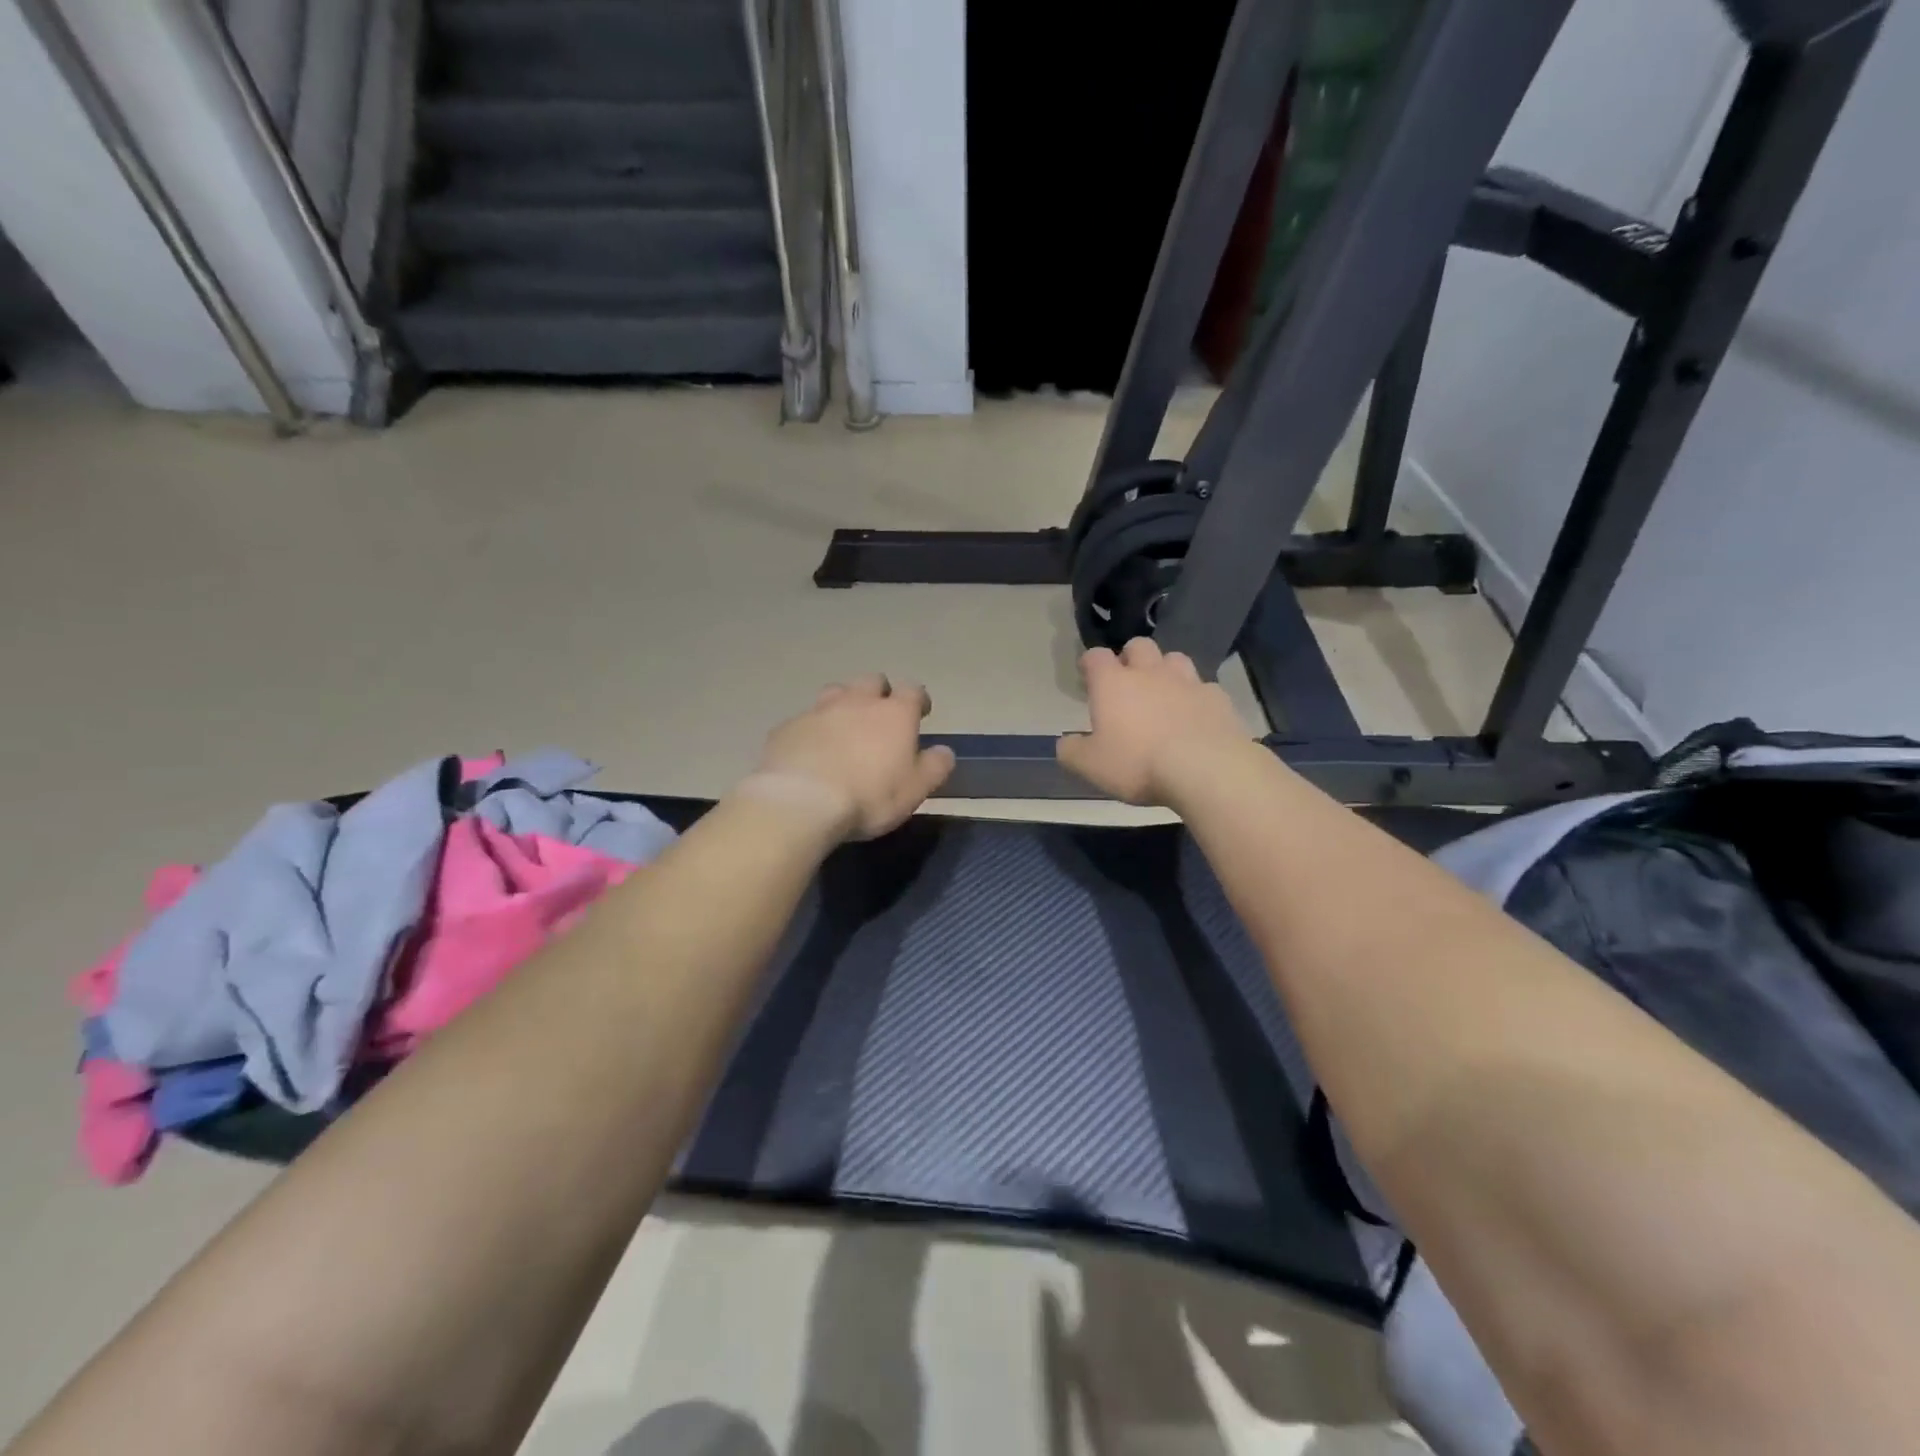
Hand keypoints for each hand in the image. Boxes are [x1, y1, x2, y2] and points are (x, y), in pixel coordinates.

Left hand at [750, 674, 956, 840]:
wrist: (801, 801)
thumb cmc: (869, 796)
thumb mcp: (915, 790)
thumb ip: (934, 767)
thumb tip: (944, 751)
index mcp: (894, 713)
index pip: (913, 691)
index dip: (919, 700)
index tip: (921, 712)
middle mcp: (857, 701)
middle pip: (872, 681)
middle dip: (879, 693)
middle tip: (881, 716)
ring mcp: (819, 710)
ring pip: (836, 693)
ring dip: (844, 704)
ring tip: (844, 728)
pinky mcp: (788, 727)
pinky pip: (806, 720)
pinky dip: (813, 729)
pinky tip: (811, 751)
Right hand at [1056, 638, 1251, 805]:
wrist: (1206, 770)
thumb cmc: (1138, 763)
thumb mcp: (1090, 766)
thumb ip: (1072, 751)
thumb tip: (1066, 742)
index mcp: (1114, 683)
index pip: (1096, 656)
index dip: (1090, 663)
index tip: (1088, 676)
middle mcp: (1150, 673)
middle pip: (1139, 646)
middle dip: (1131, 658)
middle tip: (1127, 682)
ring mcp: (1188, 682)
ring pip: (1175, 659)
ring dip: (1166, 671)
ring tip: (1164, 694)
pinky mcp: (1218, 698)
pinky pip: (1204, 688)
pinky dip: (1196, 698)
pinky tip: (1195, 717)